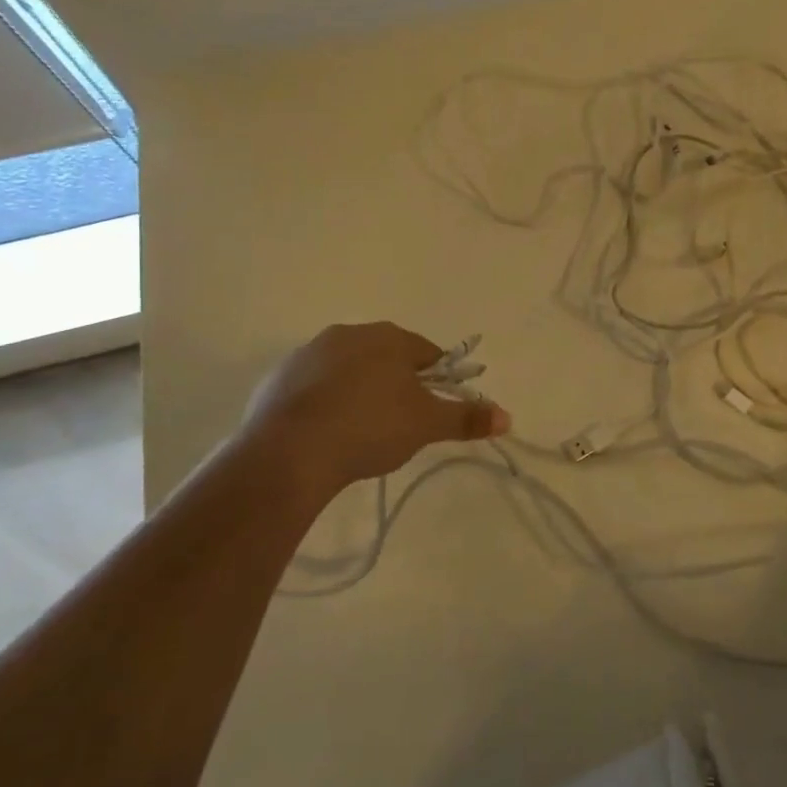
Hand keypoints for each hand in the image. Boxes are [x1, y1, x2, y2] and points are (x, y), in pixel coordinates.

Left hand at [238, 322, 510, 489]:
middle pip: (386, 357)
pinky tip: (328, 433)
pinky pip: (315, 387)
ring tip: (362, 431)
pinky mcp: (278, 378)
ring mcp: (309, 353)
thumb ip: (466, 418)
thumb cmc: (371, 428)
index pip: (427, 352)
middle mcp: (349, 333)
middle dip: (397, 384)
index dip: (437, 380)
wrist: (290, 452)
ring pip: (349, 370)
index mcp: (388, 337)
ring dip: (361, 391)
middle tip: (401, 423)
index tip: (434, 408)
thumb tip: (508, 417)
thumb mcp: (427, 425)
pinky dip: (327, 402)